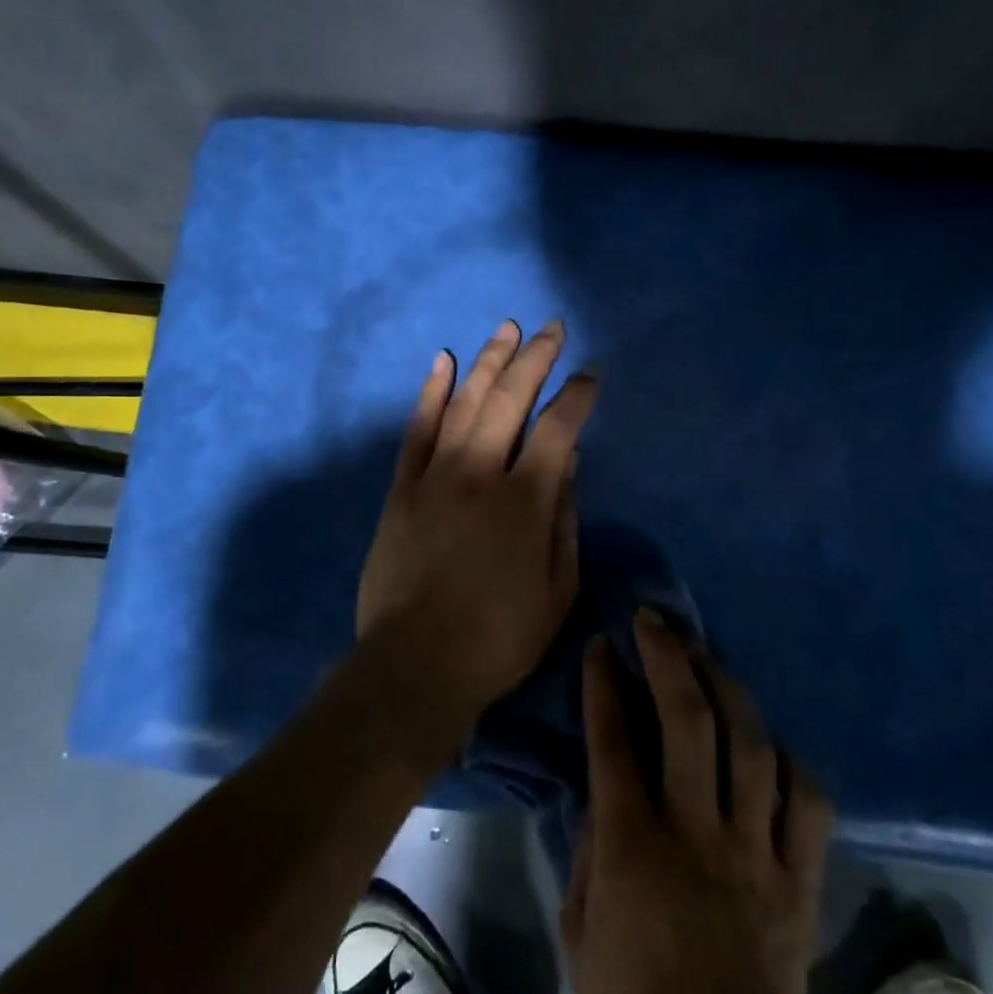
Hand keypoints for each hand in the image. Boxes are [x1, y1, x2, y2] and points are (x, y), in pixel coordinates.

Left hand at [355, 318, 598, 748]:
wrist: (415, 663)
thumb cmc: (498, 637)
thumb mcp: (558, 590)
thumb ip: (565, 521)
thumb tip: (568, 465)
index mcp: (525, 501)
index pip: (558, 428)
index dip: (577, 396)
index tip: (590, 376)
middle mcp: (480, 473)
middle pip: (511, 399)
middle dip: (535, 358)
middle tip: (551, 329)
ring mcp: (436, 476)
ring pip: (464, 402)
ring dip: (488, 362)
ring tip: (506, 329)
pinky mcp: (403, 489)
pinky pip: (416, 429)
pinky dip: (430, 392)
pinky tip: (443, 363)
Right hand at [562, 615, 831, 993]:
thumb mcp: (580, 925)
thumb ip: (587, 845)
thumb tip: (597, 783)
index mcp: (634, 846)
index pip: (614, 739)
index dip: (605, 683)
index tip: (602, 645)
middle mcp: (698, 834)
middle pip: (689, 720)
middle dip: (669, 657)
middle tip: (655, 621)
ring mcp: (758, 854)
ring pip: (752, 744)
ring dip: (726, 686)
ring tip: (705, 655)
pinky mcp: (801, 881)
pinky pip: (808, 802)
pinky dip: (789, 760)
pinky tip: (766, 738)